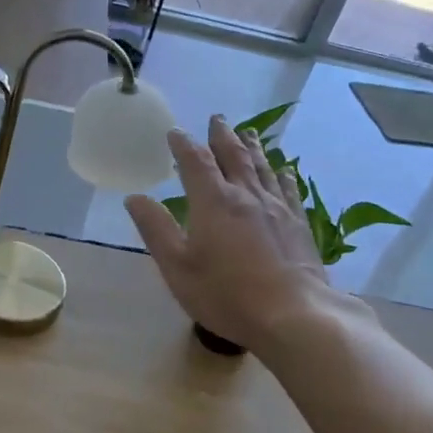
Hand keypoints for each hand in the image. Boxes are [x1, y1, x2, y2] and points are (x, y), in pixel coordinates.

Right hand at [125, 116, 340, 351]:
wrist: (293, 314)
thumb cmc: (226, 293)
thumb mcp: (177, 267)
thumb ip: (156, 229)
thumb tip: (134, 197)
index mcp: (213, 202)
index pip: (195, 162)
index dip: (183, 145)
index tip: (175, 132)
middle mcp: (246, 195)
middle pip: (233, 155)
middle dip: (222, 135)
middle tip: (217, 118)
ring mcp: (276, 207)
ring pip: (262, 167)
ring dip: (252, 147)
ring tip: (247, 133)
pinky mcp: (298, 224)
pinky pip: (288, 188)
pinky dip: (281, 174)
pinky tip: (283, 170)